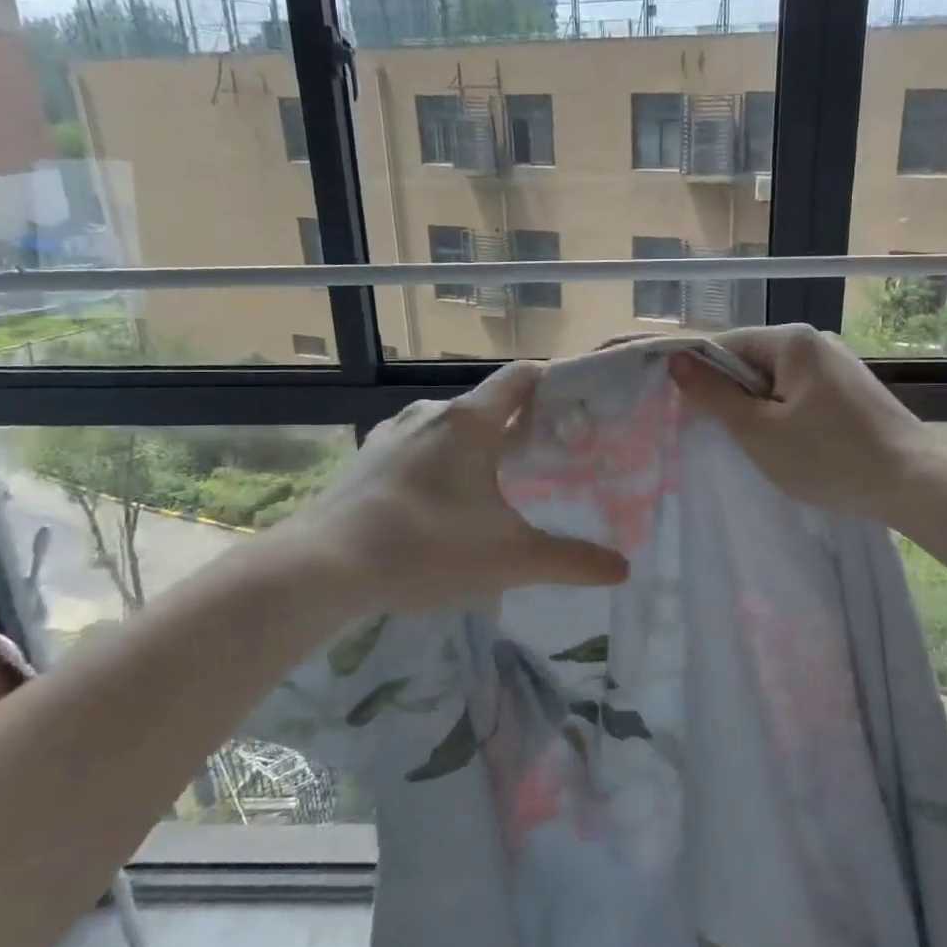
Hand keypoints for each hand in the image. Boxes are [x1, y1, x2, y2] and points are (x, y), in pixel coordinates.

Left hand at [260, 362, 628, 614]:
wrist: (323, 568)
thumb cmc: (427, 549)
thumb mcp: (511, 559)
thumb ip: (571, 561)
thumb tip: (623, 569)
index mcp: (471, 422)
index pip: (521, 376)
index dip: (553, 381)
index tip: (577, 404)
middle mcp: (431, 414)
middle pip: (488, 404)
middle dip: (519, 424)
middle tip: (547, 456)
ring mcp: (391, 433)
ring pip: (450, 427)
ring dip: (476, 445)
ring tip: (496, 483)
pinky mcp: (365, 459)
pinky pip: (416, 447)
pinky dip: (439, 462)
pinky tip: (440, 503)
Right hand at [669, 325, 931, 519]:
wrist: (911, 481)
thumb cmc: (827, 455)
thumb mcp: (758, 430)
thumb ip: (714, 395)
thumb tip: (676, 360)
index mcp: (791, 341)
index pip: (725, 345)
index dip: (700, 375)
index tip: (685, 410)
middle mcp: (815, 343)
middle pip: (751, 362)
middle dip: (732, 396)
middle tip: (721, 435)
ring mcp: (837, 366)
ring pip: (776, 383)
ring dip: (759, 410)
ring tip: (756, 446)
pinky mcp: (851, 391)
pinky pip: (801, 395)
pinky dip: (786, 416)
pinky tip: (790, 446)